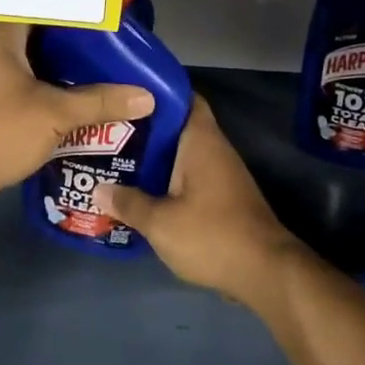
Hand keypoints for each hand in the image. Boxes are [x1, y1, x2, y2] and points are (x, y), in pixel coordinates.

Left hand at [0, 24, 153, 200]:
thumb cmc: (1, 130)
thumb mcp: (57, 115)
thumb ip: (100, 102)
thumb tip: (146, 97)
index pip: (34, 6)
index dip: (65, 9)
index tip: (95, 14)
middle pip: (27, 32)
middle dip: (61, 39)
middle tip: (98, 41)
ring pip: (17, 58)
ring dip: (46, 63)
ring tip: (85, 66)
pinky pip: (8, 79)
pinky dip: (32, 83)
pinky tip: (58, 95)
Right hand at [95, 96, 298, 307]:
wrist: (266, 273)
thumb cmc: (212, 235)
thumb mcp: (160, 222)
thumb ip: (128, 203)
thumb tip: (98, 190)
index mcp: (201, 140)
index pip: (183, 97)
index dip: (156, 91)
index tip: (125, 94)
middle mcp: (214, 149)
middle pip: (177, 127)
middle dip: (145, 128)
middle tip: (107, 131)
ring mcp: (222, 175)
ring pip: (181, 154)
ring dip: (154, 157)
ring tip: (116, 159)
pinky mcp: (223, 198)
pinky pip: (189, 177)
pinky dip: (167, 179)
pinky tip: (141, 191)